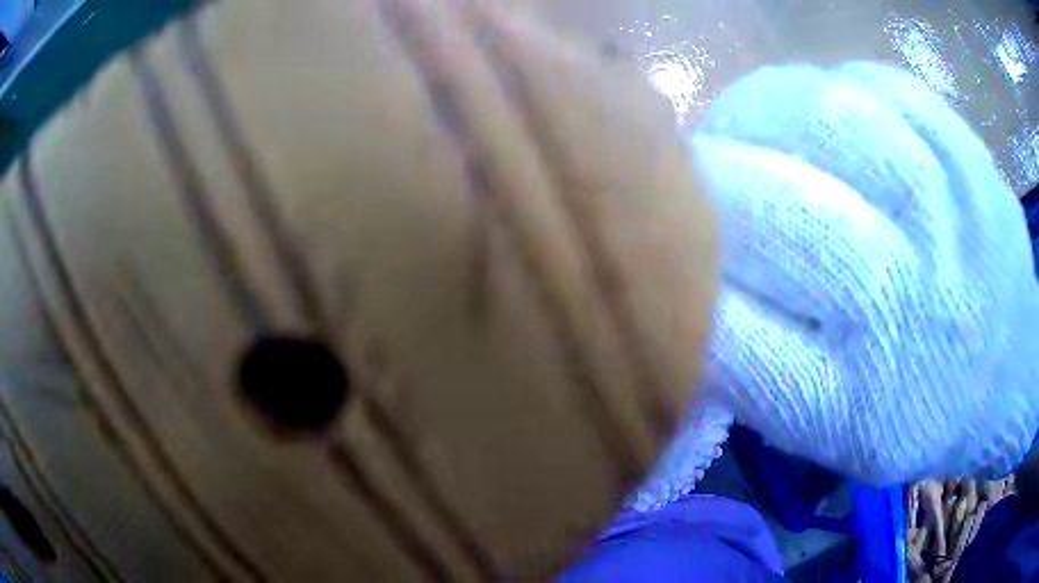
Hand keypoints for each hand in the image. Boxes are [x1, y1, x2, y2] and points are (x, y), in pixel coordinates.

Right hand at [691, 63, 1038, 483]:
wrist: (1004, 380)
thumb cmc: (909, 413)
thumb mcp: (821, 434)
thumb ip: (750, 366)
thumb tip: (681, 265)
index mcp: (849, 408)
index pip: (721, 325)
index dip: (676, 266)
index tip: (661, 244)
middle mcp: (904, 314)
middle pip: (772, 207)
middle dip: (709, 177)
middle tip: (697, 176)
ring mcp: (950, 221)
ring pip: (823, 115)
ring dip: (761, 112)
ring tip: (758, 132)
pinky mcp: (971, 157)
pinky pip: (876, 83)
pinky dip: (831, 90)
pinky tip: (833, 125)